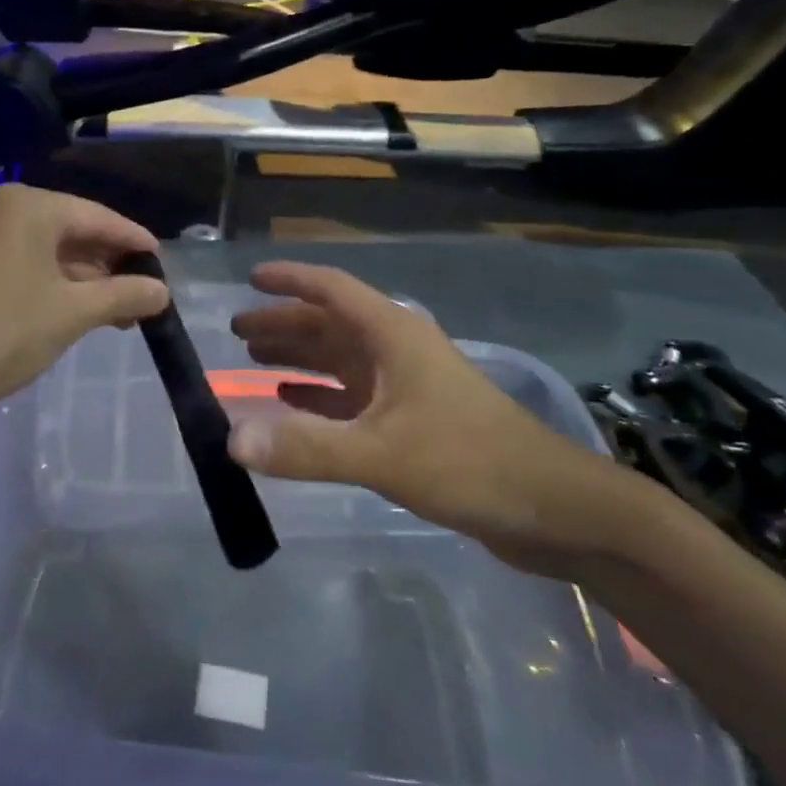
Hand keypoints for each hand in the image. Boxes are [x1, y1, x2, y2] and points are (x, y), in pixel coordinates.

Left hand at [0, 184, 170, 429]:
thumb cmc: (3, 332)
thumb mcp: (73, 313)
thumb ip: (124, 295)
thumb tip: (162, 292)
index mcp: (31, 206)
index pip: (99, 217)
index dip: (135, 242)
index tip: (164, 266)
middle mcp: (8, 209)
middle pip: (77, 232)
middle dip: (112, 267)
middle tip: (147, 298)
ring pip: (55, 252)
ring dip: (89, 281)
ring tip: (123, 314)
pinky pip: (32, 264)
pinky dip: (61, 286)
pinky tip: (86, 312)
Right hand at [227, 261, 650, 579]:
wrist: (553, 507)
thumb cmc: (469, 461)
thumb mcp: (382, 453)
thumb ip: (306, 447)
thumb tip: (231, 440)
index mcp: (393, 335)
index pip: (332, 289)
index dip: (290, 280)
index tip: (251, 278)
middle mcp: (396, 350)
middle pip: (330, 324)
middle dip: (285, 323)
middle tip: (237, 330)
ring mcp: (406, 386)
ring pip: (340, 360)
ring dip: (299, 357)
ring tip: (254, 359)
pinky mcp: (413, 421)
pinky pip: (351, 397)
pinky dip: (319, 395)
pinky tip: (293, 402)